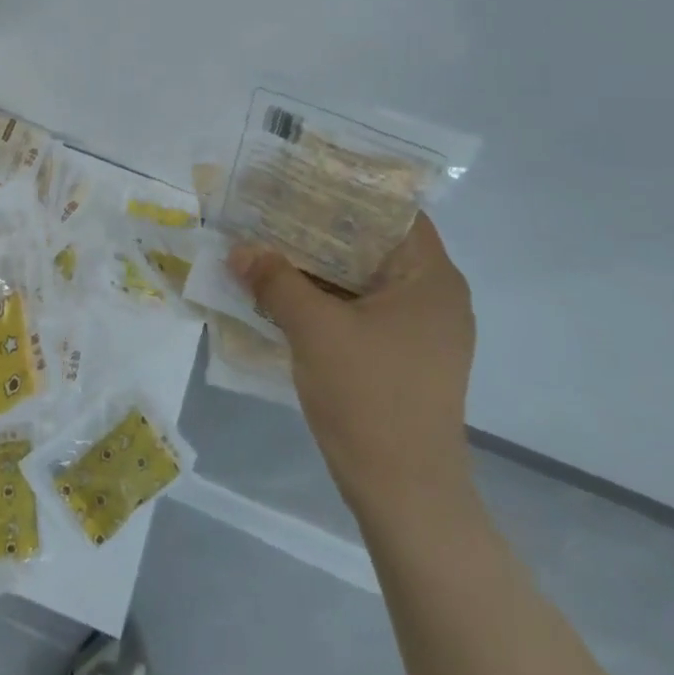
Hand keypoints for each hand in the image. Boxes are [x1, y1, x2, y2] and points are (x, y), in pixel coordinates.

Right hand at [230, 214, 474, 519]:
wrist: (404, 494)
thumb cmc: (369, 398)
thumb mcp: (314, 329)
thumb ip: (275, 280)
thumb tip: (239, 250)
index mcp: (430, 278)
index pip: (391, 212)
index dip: (345, 190)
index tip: (300, 179)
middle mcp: (434, 297)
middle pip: (373, 244)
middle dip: (319, 229)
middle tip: (271, 210)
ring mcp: (421, 331)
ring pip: (363, 279)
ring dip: (317, 267)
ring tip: (268, 245)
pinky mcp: (403, 357)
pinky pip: (361, 310)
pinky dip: (326, 298)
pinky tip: (283, 293)